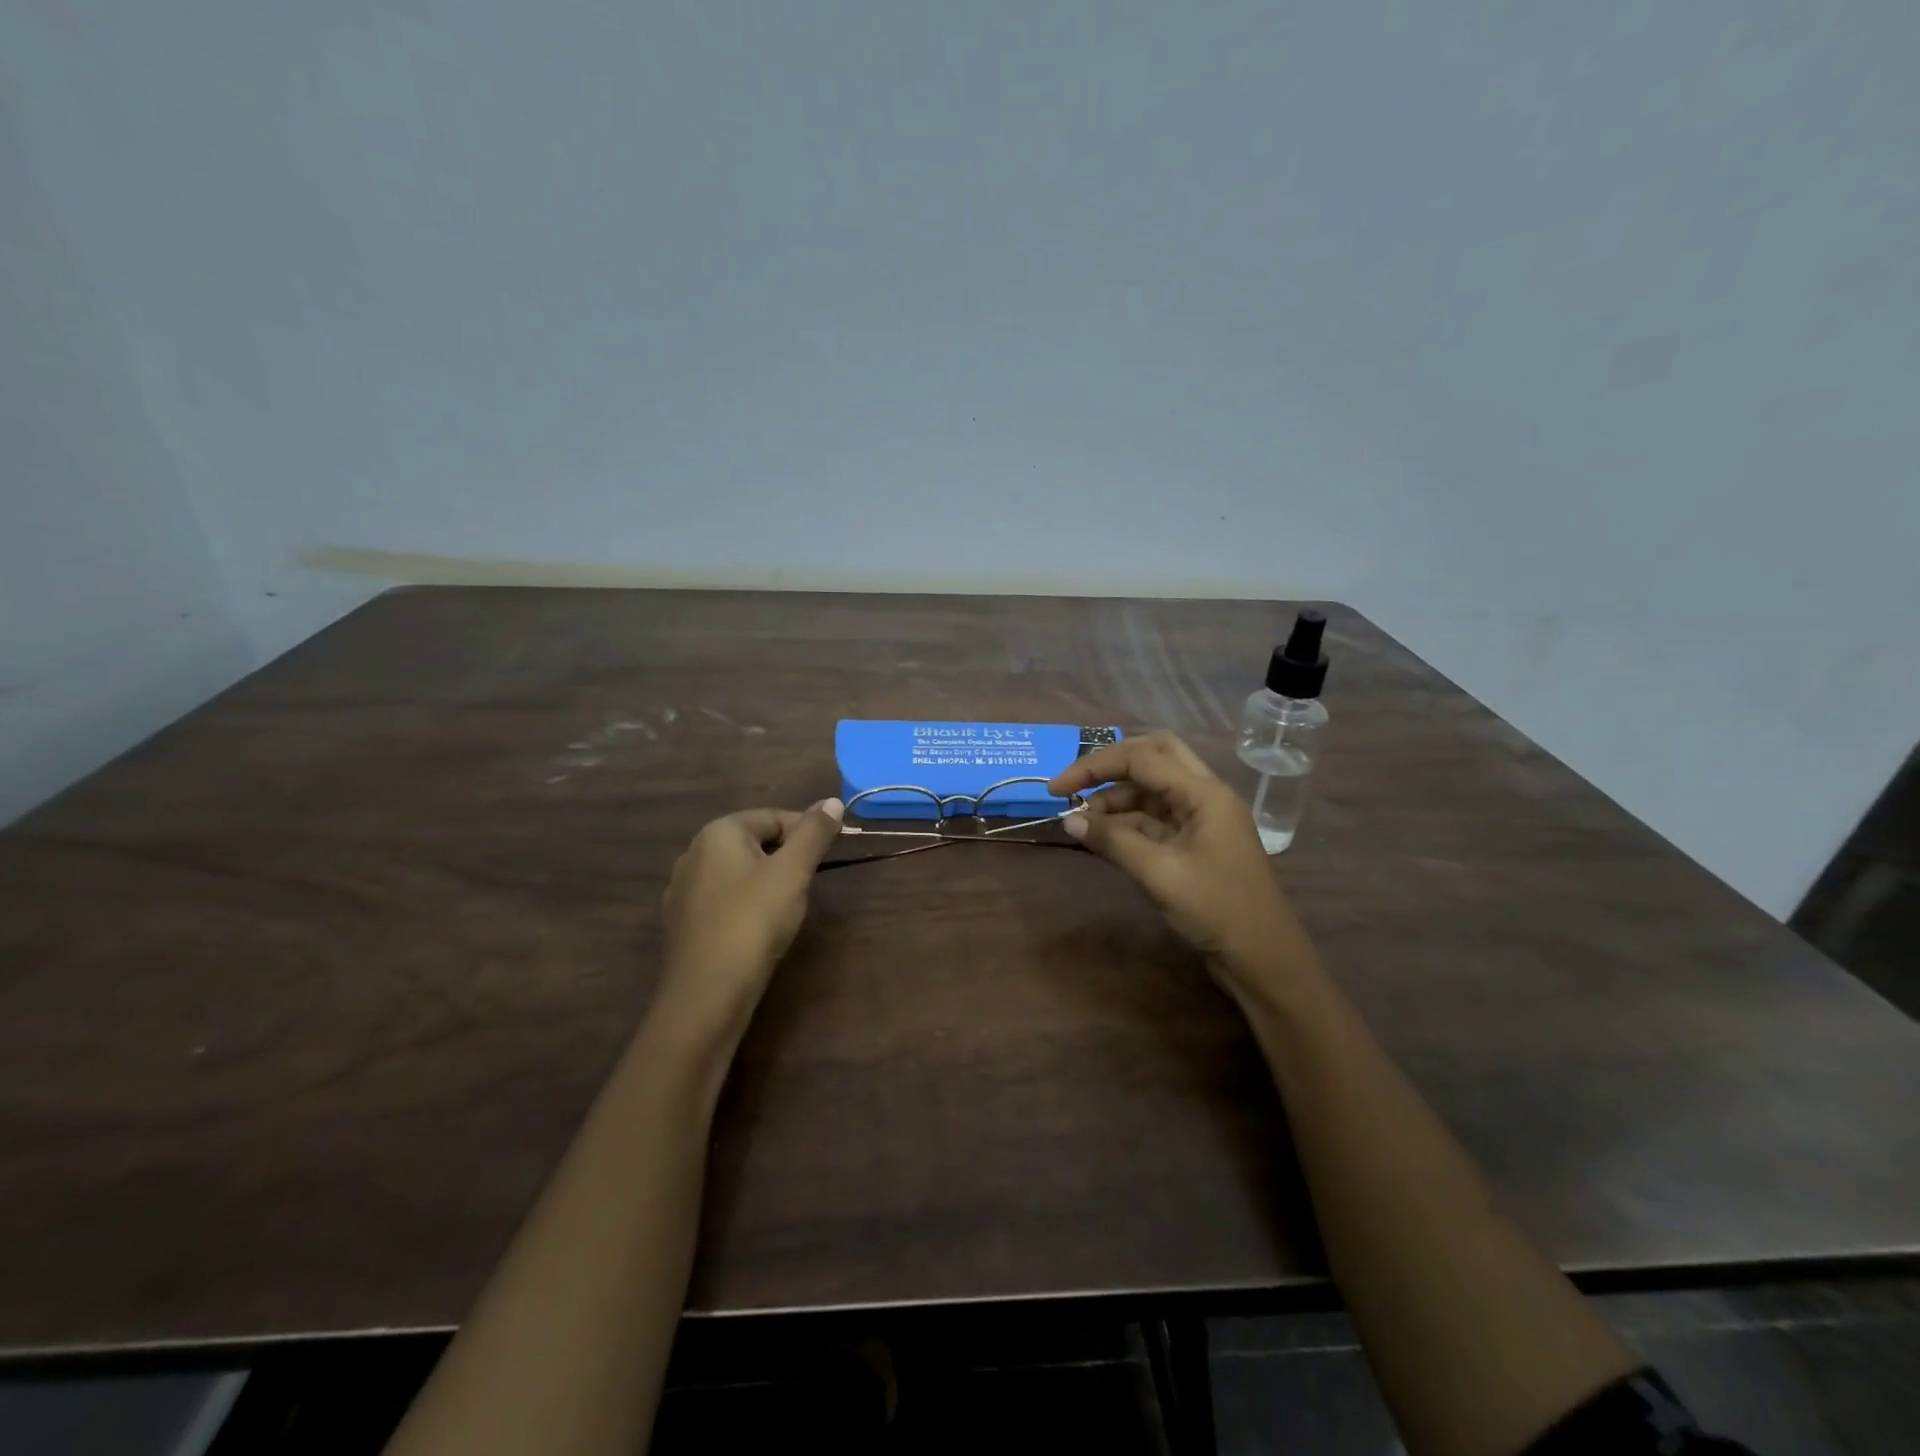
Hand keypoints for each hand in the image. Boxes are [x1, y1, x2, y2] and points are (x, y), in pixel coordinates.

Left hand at [656, 800, 844, 1037]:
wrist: (707, 993)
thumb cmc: (754, 921)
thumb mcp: (793, 872)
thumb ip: (813, 834)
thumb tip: (832, 801)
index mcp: (719, 832)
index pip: (773, 816)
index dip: (806, 832)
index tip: (829, 855)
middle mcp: (694, 852)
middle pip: (754, 842)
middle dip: (786, 857)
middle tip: (808, 884)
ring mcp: (683, 888)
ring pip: (738, 871)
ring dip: (766, 881)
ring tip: (787, 907)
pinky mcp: (682, 921)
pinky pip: (723, 899)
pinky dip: (745, 904)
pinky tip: (757, 928)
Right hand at [1048, 733, 1316, 999]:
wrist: (1264, 960)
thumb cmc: (1217, 911)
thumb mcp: (1159, 874)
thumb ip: (1113, 841)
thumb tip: (1069, 820)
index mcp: (1204, 793)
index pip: (1142, 758)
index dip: (1094, 767)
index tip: (1056, 789)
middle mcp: (1205, 796)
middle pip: (1154, 756)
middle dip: (1110, 765)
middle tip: (1075, 786)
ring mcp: (1202, 819)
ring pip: (1153, 788)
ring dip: (1116, 796)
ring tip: (1082, 820)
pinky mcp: (1196, 843)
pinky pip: (1156, 817)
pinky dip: (1127, 821)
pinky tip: (1103, 836)